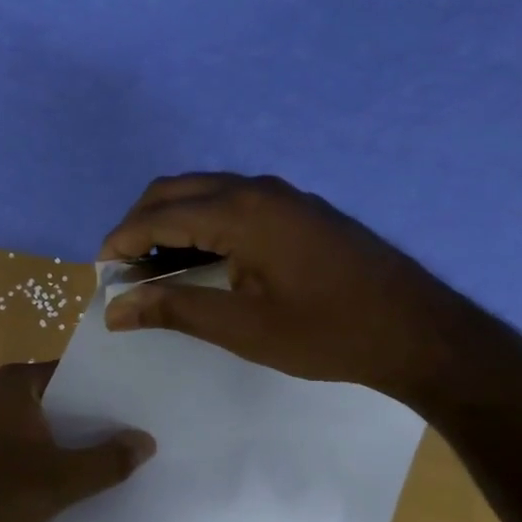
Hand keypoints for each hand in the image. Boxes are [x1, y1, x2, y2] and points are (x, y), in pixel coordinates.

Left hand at [0, 362, 154, 521]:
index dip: (110, 391)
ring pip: (46, 430)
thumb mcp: (59, 480)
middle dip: (97, 421)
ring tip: (124, 460)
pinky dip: (53, 462)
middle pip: (62, 402)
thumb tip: (147, 440)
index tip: (146, 405)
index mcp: (16, 383)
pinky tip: (81, 485)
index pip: (76, 374)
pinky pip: (29, 451)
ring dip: (76, 445)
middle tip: (145, 434)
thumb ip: (106, 460)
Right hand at [97, 173, 476, 398]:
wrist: (420, 331)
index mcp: (242, 212)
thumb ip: (176, 308)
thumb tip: (115, 308)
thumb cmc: (328, 333)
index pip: (160, 214)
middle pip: (177, 189)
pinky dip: (203, 221)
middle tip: (124, 268)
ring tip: (156, 266)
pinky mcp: (298, 208)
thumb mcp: (245, 328)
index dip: (122, 239)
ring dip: (172, 220)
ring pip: (205, 191)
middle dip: (141, 223)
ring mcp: (282, 195)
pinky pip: (233, 201)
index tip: (101, 272)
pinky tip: (203, 258)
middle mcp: (258, 189)